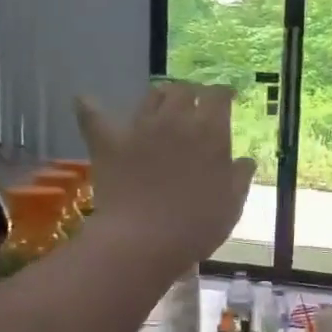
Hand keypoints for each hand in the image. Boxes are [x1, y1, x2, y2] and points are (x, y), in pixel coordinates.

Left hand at [75, 83, 255, 273]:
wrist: (143, 240)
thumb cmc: (196, 226)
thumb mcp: (232, 205)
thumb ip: (240, 177)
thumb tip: (246, 160)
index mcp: (210, 132)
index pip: (218, 97)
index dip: (224, 94)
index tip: (228, 99)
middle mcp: (175, 120)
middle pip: (184, 90)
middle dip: (193, 93)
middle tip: (196, 106)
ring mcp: (140, 128)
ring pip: (151, 97)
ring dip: (161, 98)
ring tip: (163, 108)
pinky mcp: (110, 142)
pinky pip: (95, 116)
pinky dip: (91, 107)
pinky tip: (85, 101)